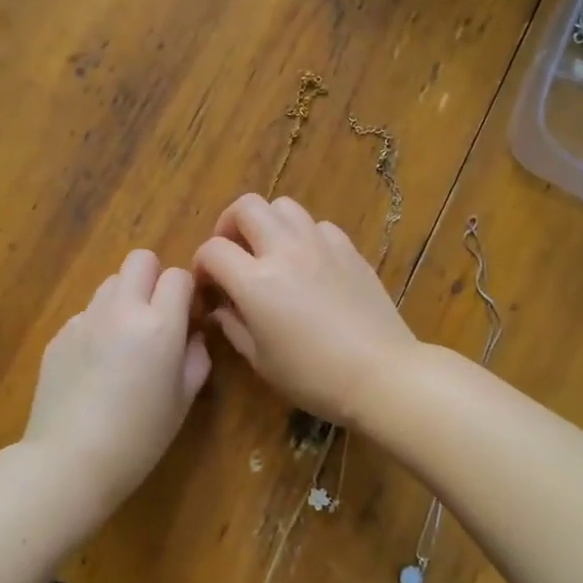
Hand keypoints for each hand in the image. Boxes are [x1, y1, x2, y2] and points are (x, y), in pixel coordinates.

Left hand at [21, 249, 210, 519]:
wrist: (70, 460)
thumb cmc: (139, 437)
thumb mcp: (183, 400)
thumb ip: (196, 357)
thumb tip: (193, 334)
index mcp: (159, 324)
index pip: (178, 276)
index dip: (186, 292)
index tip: (186, 317)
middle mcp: (122, 310)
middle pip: (140, 259)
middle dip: (154, 278)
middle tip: (156, 315)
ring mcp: (85, 319)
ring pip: (111, 282)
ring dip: (125, 298)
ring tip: (125, 339)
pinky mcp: (60, 334)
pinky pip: (87, 313)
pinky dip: (99, 325)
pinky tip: (96, 365)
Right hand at [193, 194, 419, 424]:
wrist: (380, 373)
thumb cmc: (313, 376)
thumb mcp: (261, 360)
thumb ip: (233, 326)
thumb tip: (221, 307)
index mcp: (256, 281)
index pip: (213, 249)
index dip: (202, 264)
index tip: (208, 284)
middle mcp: (285, 251)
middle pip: (247, 207)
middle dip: (229, 224)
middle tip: (232, 251)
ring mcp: (320, 245)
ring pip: (284, 206)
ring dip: (268, 223)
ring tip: (270, 251)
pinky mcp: (349, 249)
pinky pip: (318, 225)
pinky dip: (304, 236)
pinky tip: (308, 262)